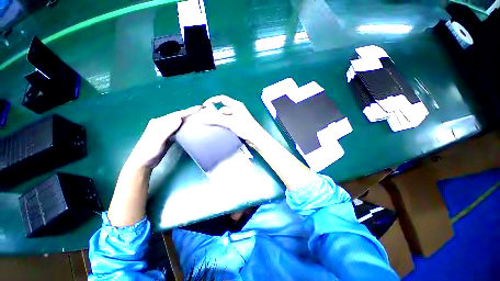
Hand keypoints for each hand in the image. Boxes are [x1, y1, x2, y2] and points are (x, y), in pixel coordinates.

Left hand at [125, 106, 201, 168]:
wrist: (142, 163)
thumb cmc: (149, 152)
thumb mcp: (158, 140)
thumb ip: (168, 129)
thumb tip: (179, 118)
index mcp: (159, 122)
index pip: (176, 115)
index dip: (188, 111)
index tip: (199, 107)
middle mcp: (162, 124)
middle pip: (178, 116)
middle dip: (190, 112)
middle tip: (202, 110)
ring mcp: (165, 130)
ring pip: (179, 122)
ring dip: (188, 118)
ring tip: (199, 116)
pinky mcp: (168, 136)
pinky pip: (179, 128)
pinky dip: (185, 126)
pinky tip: (191, 125)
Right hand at [202, 95, 267, 147]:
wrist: (256, 137)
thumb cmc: (245, 127)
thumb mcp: (230, 122)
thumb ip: (216, 120)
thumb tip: (202, 118)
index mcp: (236, 105)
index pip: (222, 99)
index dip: (212, 100)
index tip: (204, 106)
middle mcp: (237, 109)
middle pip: (223, 108)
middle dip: (215, 114)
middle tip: (207, 120)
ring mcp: (238, 116)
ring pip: (225, 116)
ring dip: (219, 120)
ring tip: (213, 126)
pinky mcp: (238, 123)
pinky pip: (228, 121)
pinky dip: (223, 124)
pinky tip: (220, 128)